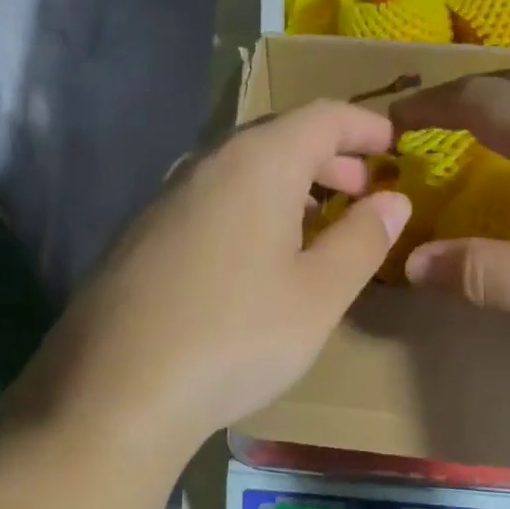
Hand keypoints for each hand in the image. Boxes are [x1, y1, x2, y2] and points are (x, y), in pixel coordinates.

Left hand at [10, 101, 411, 458]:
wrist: (116, 392)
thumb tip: (392, 200)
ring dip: (286, 184)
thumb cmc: (237, 337)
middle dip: (327, 156)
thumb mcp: (319, 294)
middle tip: (361, 189)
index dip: (363, 125)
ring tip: (315, 223)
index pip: (321, 116)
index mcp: (257, 164)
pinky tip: (256, 257)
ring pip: (239, 171)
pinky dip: (248, 208)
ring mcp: (164, 199)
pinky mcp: (140, 236)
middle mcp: (205, 165)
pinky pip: (209, 201)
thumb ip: (362, 239)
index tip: (393, 145)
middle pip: (277, 137)